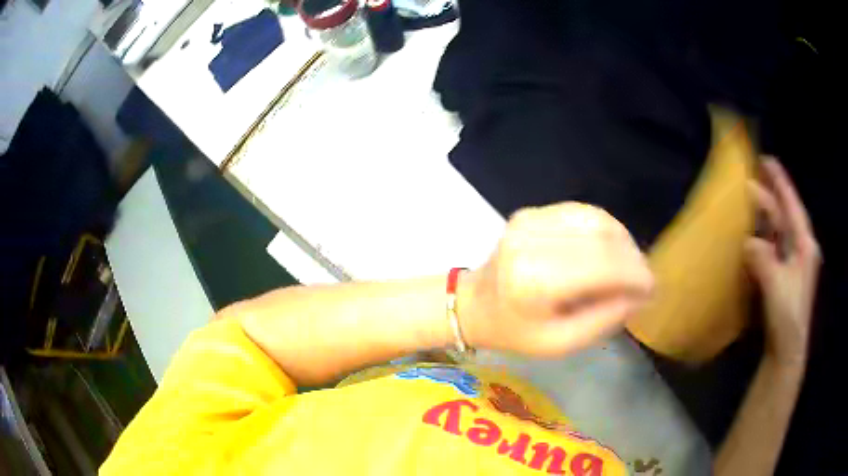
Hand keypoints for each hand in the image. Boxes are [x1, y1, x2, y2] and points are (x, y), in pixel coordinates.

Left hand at [458, 202, 653, 356]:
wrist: (474, 304)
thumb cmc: (516, 332)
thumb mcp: (562, 343)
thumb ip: (605, 317)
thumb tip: (641, 293)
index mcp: (536, 280)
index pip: (604, 264)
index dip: (636, 274)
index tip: (652, 289)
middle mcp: (533, 240)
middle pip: (604, 236)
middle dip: (633, 257)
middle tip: (643, 280)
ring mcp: (530, 219)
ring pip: (597, 218)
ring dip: (622, 241)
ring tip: (629, 266)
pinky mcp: (532, 211)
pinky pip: (582, 212)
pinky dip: (604, 229)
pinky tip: (611, 250)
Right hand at [746, 158, 820, 366]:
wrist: (787, 351)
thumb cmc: (787, 318)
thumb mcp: (777, 287)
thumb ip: (763, 260)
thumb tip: (747, 241)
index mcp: (805, 246)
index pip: (793, 207)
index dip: (781, 183)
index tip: (767, 160)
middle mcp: (800, 249)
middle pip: (784, 216)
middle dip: (768, 198)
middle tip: (749, 181)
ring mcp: (792, 262)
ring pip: (778, 231)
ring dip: (764, 217)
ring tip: (749, 201)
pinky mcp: (783, 275)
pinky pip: (773, 247)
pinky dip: (762, 237)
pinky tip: (752, 234)